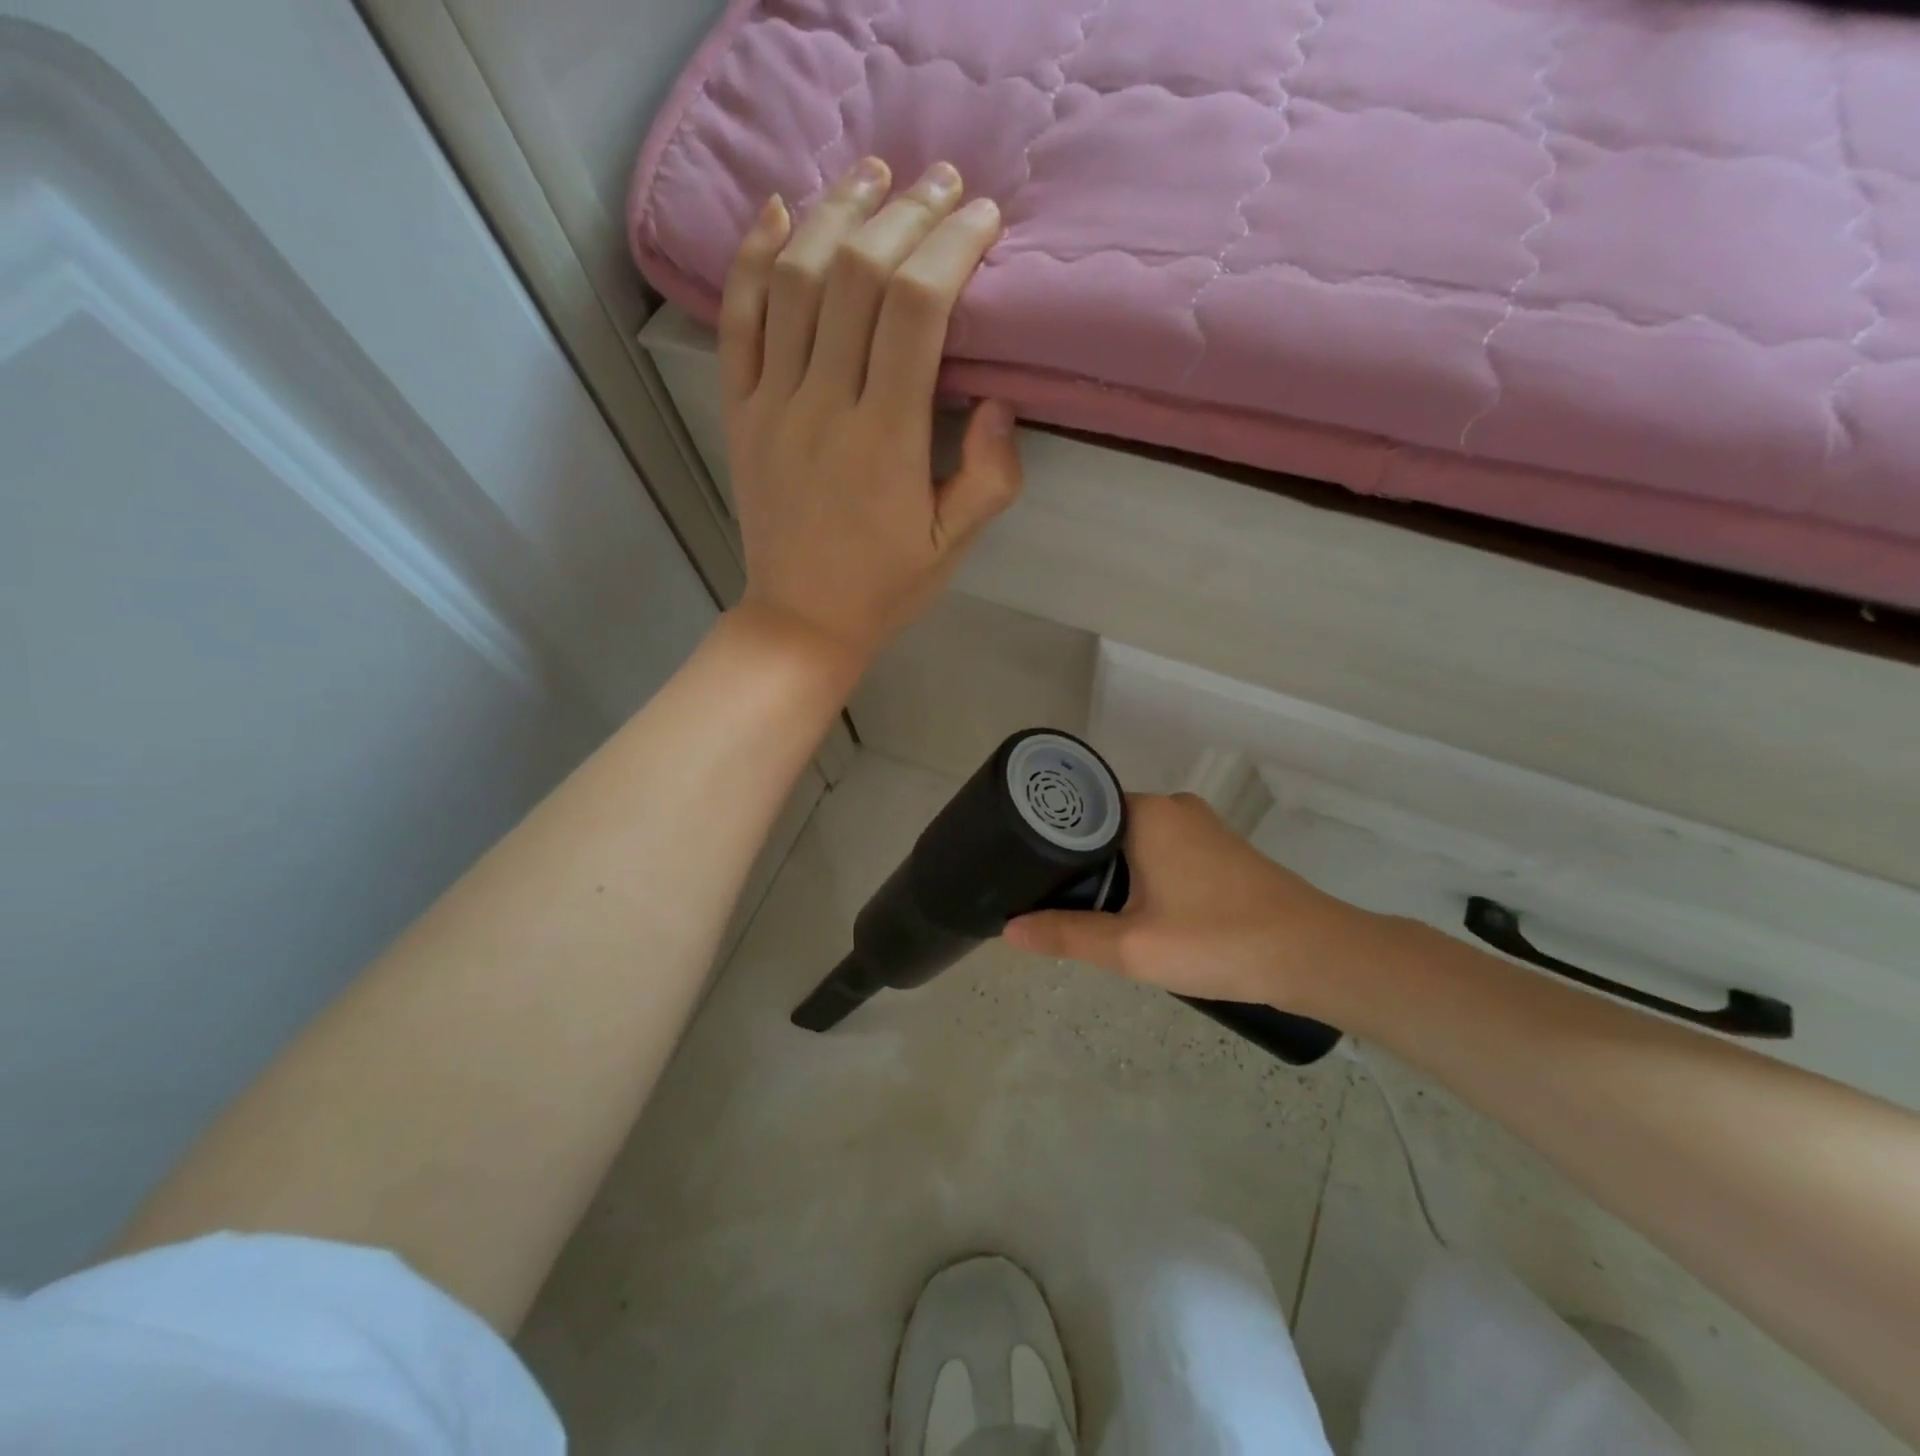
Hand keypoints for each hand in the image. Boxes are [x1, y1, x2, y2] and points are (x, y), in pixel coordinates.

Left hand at [719, 157, 1022, 669]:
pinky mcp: (740, 412)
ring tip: (872, 176)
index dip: (950, 248)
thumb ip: (990, 477)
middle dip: (904, 215)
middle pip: (858, 276)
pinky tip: (779, 213)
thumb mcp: (954, 545)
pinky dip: (754, 258)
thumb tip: (1002, 401)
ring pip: (796, 281)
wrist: (802, 620)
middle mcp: (823, 405)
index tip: (982, 219)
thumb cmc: (886, 586)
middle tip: (940, 183)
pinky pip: (738, 321)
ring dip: (835, 214)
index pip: (915, 309)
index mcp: (884, 438)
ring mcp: (772, 404)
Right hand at [1003, 793, 1389, 1014]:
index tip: (1022, 870)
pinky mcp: (1221, 850)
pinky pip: (1162, 852)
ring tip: (1085, 911)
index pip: (1078, 809)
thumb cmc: (1217, 941)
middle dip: (1079, 863)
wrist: (1315, 956)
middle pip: (1104, 826)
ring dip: (1113, 873)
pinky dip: (1142, 876)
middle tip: (1050, 901)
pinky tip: (1136, 912)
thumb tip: (1009, 930)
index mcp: (1147, 812)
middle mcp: (1172, 806)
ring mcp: (1201, 827)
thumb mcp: (1131, 946)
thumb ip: (1066, 935)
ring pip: (1135, 842)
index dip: (1047, 840)